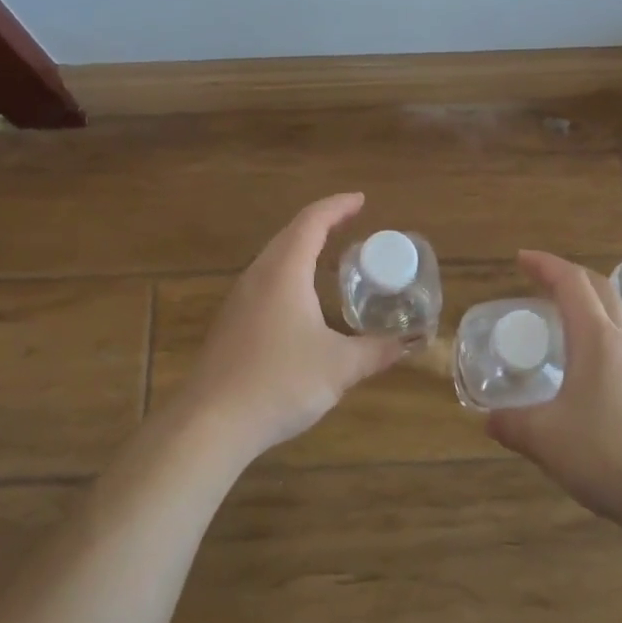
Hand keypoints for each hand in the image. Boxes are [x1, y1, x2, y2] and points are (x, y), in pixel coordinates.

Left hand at [173, 193, 406, 467]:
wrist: (210, 423)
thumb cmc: (279, 382)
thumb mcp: (339, 367)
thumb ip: (377, 351)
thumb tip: (411, 342)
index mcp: (284, 272)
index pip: (312, 222)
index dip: (337, 207)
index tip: (361, 200)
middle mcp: (258, 276)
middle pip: (290, 234)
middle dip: (322, 223)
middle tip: (352, 223)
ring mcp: (239, 299)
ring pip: (274, 258)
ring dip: (302, 248)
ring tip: (330, 255)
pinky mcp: (231, 323)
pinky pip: (265, 281)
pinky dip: (290, 273)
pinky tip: (302, 299)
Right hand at [485, 250, 621, 536]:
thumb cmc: (609, 455)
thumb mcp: (546, 439)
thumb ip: (512, 425)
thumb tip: (488, 420)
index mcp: (597, 339)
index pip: (571, 282)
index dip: (545, 264)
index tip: (520, 259)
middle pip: (599, 289)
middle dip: (568, 276)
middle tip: (538, 281)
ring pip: (614, 317)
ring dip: (586, 307)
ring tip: (557, 324)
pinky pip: (621, 346)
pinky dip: (597, 337)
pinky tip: (582, 371)